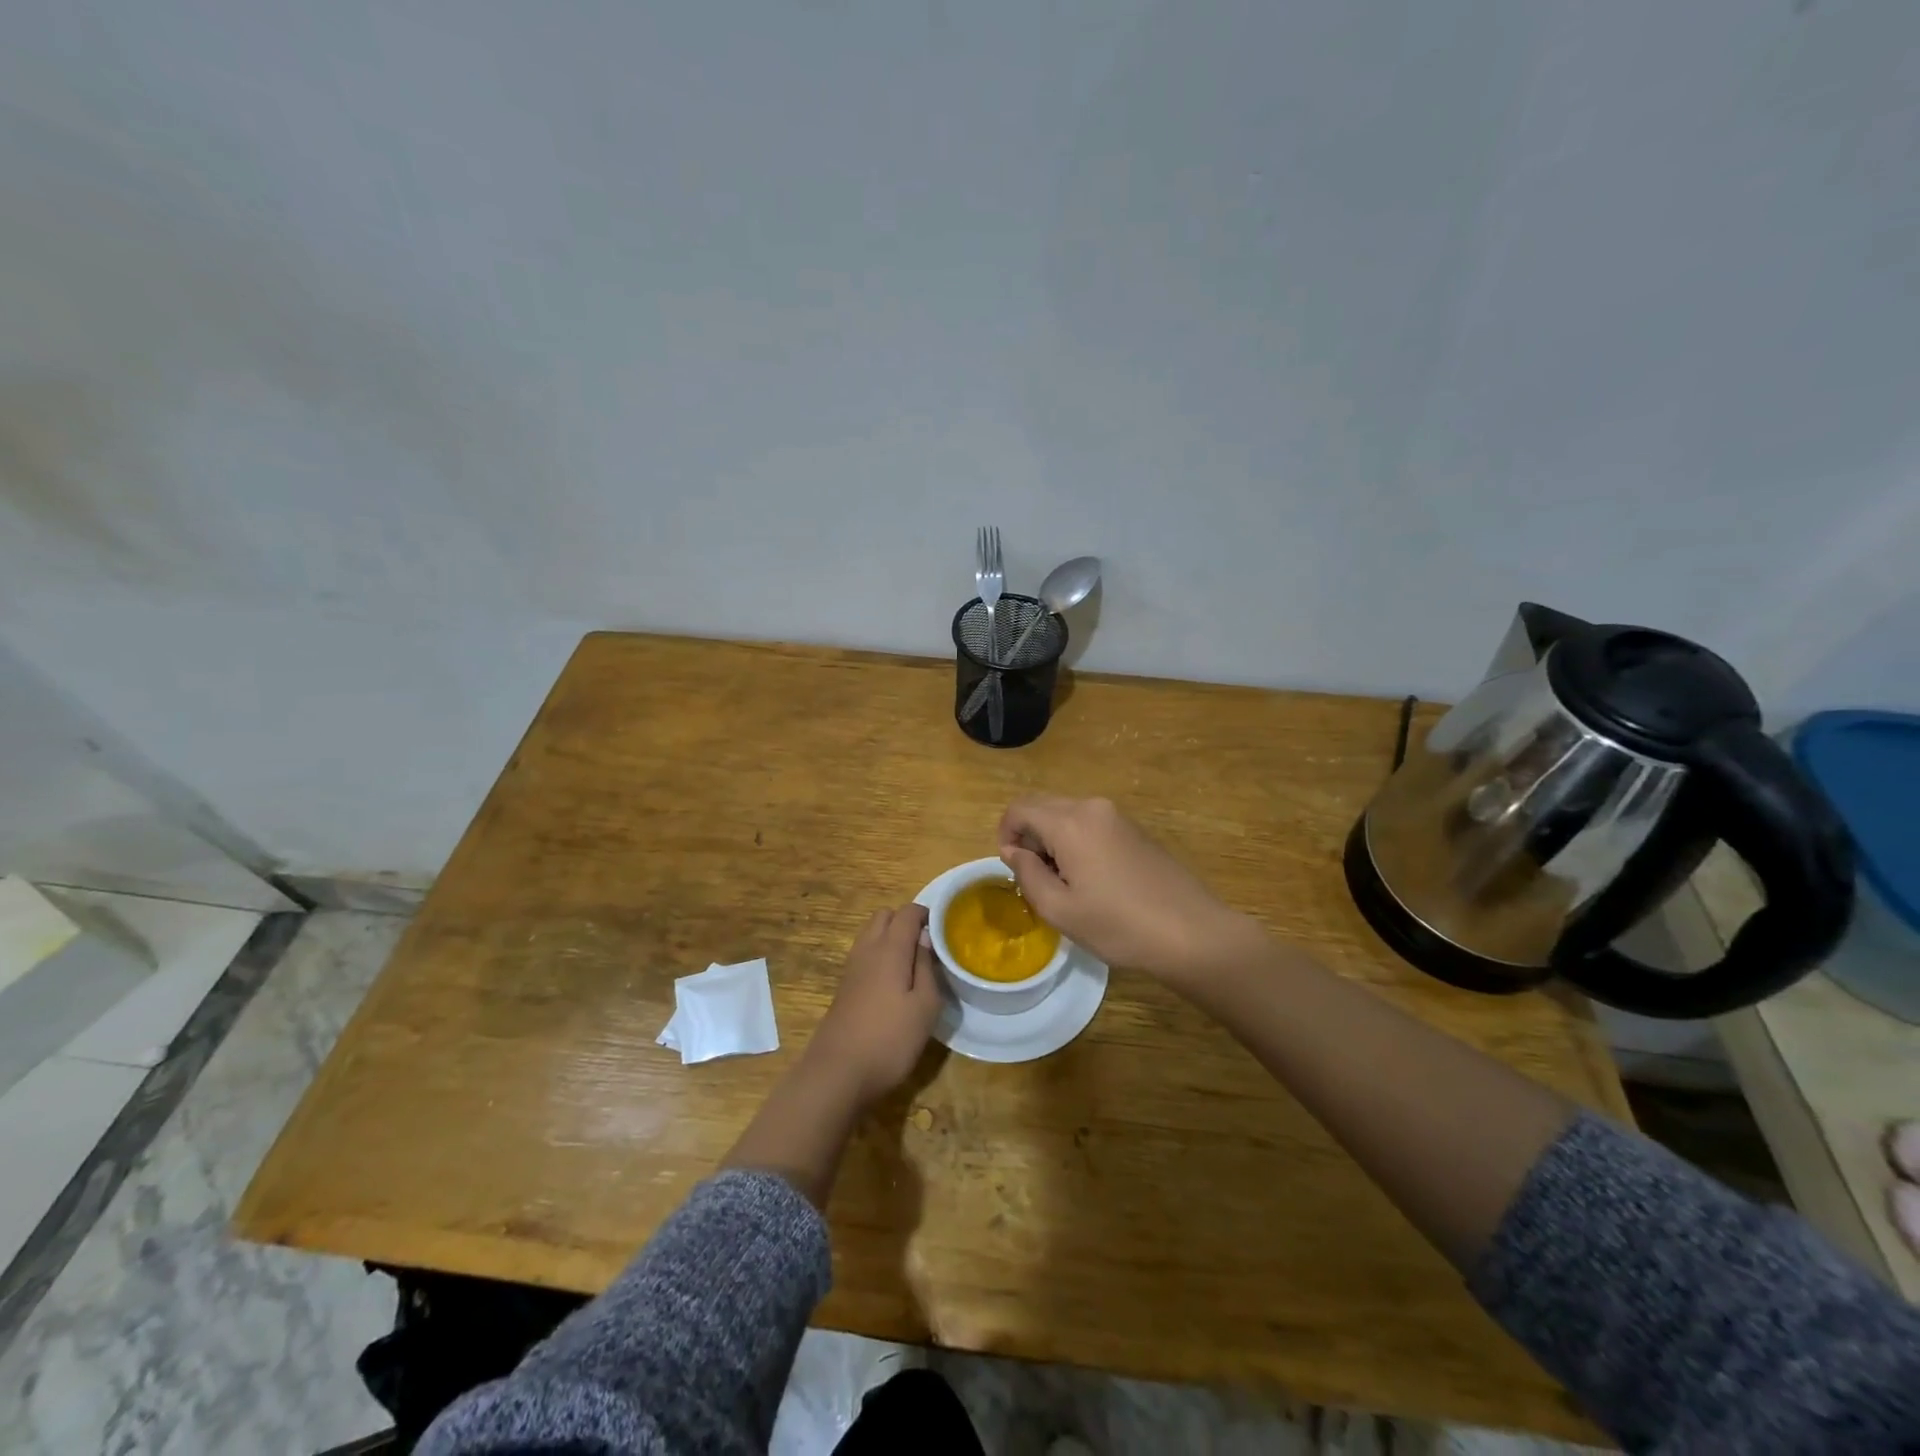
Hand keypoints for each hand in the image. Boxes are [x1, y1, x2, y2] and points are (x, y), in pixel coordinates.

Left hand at [806, 904, 943, 1106]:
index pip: (907, 912)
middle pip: (884, 916)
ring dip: (890, 937)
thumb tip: (926, 938)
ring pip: (871, 934)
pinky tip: (893, 982)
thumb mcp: (924, 1006)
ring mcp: (851, 967)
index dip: (926, 914)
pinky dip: (879, 954)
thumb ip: (926, 967)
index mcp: (890, 948)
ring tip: (912, 963)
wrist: (837, 1072)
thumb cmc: (890, 1039)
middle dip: (905, 921)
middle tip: (927, 945)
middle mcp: (867, 949)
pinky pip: (864, 954)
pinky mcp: (844, 986)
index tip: (944, 929)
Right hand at [998, 795, 1258, 983]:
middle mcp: (1092, 808)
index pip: (1019, 808)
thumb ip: (1027, 874)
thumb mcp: (1059, 909)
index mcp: (1070, 822)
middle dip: (1029, 836)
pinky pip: (1090, 824)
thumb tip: (1014, 851)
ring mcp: (1118, 817)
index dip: (1005, 834)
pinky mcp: (1135, 830)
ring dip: (1052, 839)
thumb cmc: (1119, 925)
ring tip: (1064, 883)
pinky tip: (1092, 880)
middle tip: (1036, 878)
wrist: (1192, 933)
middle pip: (1042, 806)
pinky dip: (1076, 841)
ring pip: (1067, 814)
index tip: (1012, 868)